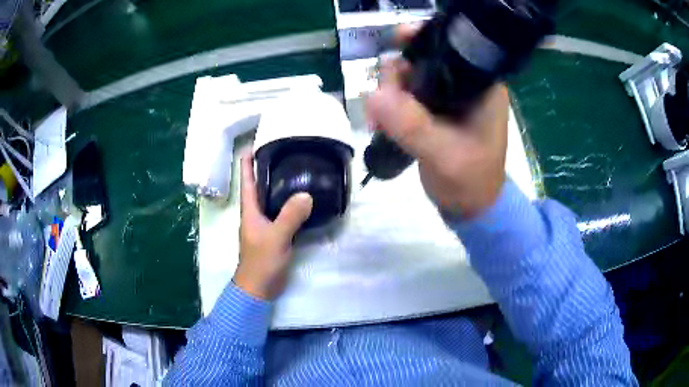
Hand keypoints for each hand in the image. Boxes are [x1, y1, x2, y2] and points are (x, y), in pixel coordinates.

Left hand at [233, 155, 312, 300]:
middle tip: (284, 152)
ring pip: (272, 199)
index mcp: (250, 210)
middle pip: (260, 186)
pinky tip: (303, 201)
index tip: (255, 143)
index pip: (247, 180)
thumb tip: (306, 194)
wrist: (259, 287)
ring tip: (296, 171)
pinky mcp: (275, 234)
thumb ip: (290, 216)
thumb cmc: (261, 261)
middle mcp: (256, 213)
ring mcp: (265, 224)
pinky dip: (290, 204)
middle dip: (267, 168)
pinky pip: (282, 213)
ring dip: (280, 185)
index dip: (248, 161)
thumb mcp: (276, 237)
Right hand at [366, 36, 508, 218]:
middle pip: (423, 59)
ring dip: (388, 93)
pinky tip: (380, 124)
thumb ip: (414, 127)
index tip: (396, 40)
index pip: (452, 47)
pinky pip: (404, 96)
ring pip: (409, 77)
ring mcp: (447, 97)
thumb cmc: (470, 183)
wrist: (470, 207)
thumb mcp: (445, 156)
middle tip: (383, 104)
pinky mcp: (433, 110)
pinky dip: (389, 106)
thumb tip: (374, 95)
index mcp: (482, 86)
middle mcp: (465, 85)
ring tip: (378, 121)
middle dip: (397, 75)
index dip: (423, 38)